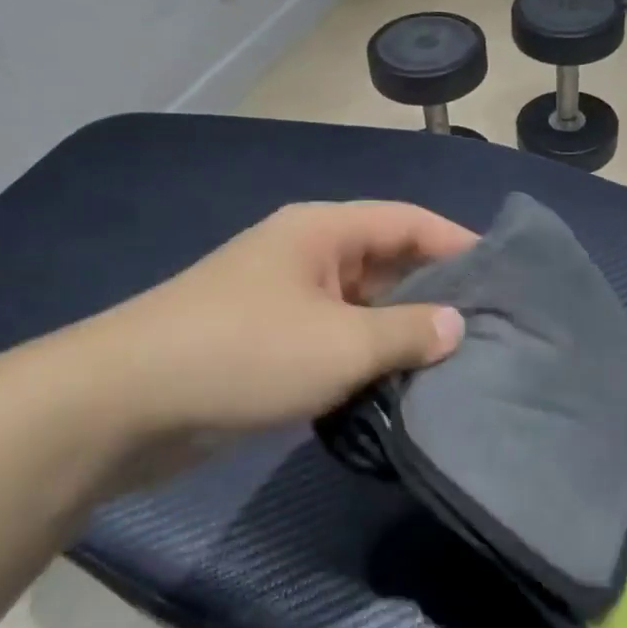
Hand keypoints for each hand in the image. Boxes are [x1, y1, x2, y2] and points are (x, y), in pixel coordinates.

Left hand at [53, 202, 473, 468]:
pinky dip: (365, 359)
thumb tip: (457, 326)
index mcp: (324, 231)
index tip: (505, 277)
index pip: (410, 222)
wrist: (121, 405)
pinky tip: (397, 389)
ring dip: (400, 333)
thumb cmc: (243, 353)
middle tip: (489, 329)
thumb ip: (407, 333)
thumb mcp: (340, 344)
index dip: (460, 243)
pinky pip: (334, 341)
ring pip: (362, 307)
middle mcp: (307, 255)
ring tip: (456, 364)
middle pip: (388, 262)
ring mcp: (284, 300)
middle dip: (435, 293)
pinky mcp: (267, 344)